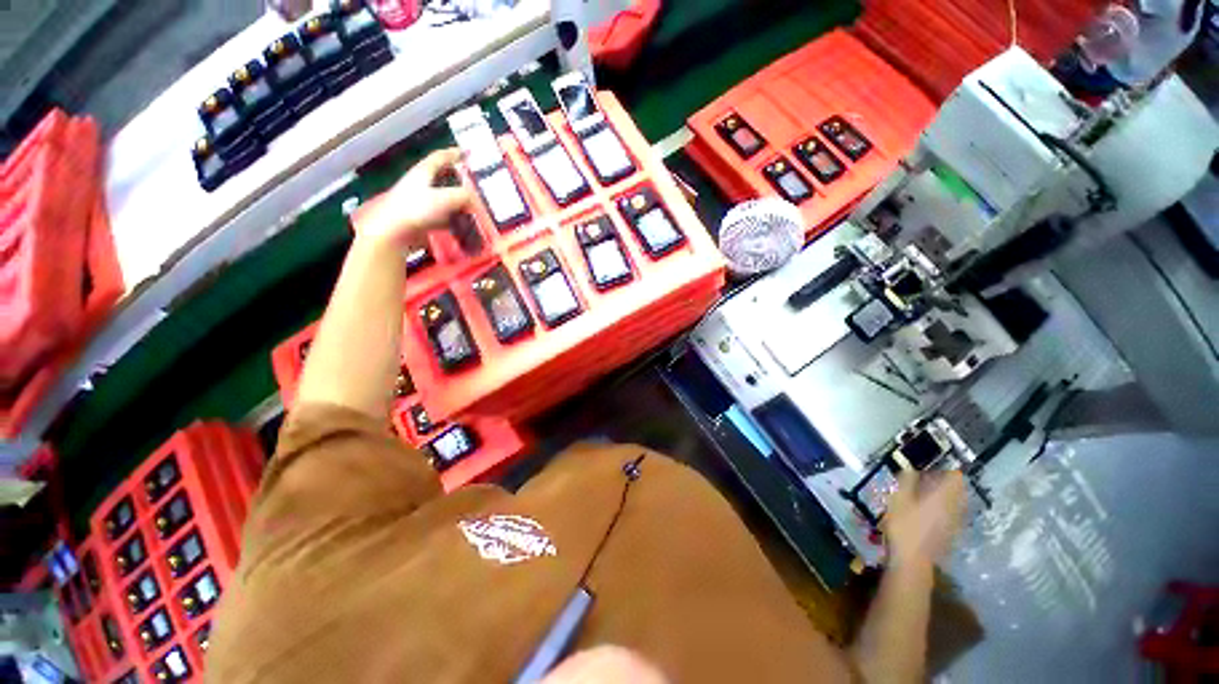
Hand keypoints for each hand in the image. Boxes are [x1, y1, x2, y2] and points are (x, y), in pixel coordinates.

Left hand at [352, 148, 474, 248]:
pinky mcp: (423, 220)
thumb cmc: (417, 209)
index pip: (441, 157)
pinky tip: (464, 226)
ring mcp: (421, 203)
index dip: (454, 153)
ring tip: (475, 210)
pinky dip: (455, 220)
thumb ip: (465, 196)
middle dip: (460, 182)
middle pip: (444, 179)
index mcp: (424, 172)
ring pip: (445, 199)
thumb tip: (477, 201)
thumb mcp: (446, 198)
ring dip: (460, 204)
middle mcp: (421, 185)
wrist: (395, 233)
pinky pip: (444, 217)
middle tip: (476, 187)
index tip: (467, 153)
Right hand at [882, 470, 965, 569]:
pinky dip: (944, 509)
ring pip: (956, 502)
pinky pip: (953, 514)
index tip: (929, 470)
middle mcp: (954, 507)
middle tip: (926, 483)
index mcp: (943, 496)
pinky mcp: (952, 533)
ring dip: (945, 497)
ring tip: (926, 497)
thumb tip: (909, 468)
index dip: (944, 471)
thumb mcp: (898, 499)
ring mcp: (955, 522)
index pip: (955, 477)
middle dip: (945, 484)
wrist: (913, 560)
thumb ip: (906, 482)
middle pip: (958, 490)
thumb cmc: (903, 526)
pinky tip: (928, 514)